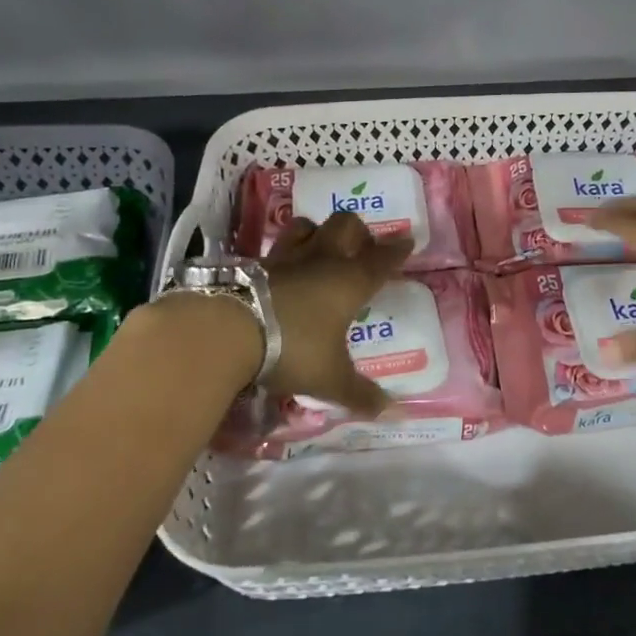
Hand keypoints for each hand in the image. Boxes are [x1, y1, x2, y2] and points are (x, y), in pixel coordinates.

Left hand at [262, 212, 412, 416]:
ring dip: (316, 232)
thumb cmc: (293, 348)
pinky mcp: (253, 264)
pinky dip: (283, 255)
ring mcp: (285, 258)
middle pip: (346, 226)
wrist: (228, 330)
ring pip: (306, 227)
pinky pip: (275, 250)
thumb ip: (359, 393)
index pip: (381, 259)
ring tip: (318, 248)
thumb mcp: (330, 378)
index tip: (407, 240)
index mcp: (350, 282)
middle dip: (357, 231)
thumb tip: (388, 410)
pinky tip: (281, 271)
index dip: (396, 250)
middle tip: (360, 247)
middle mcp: (321, 260)